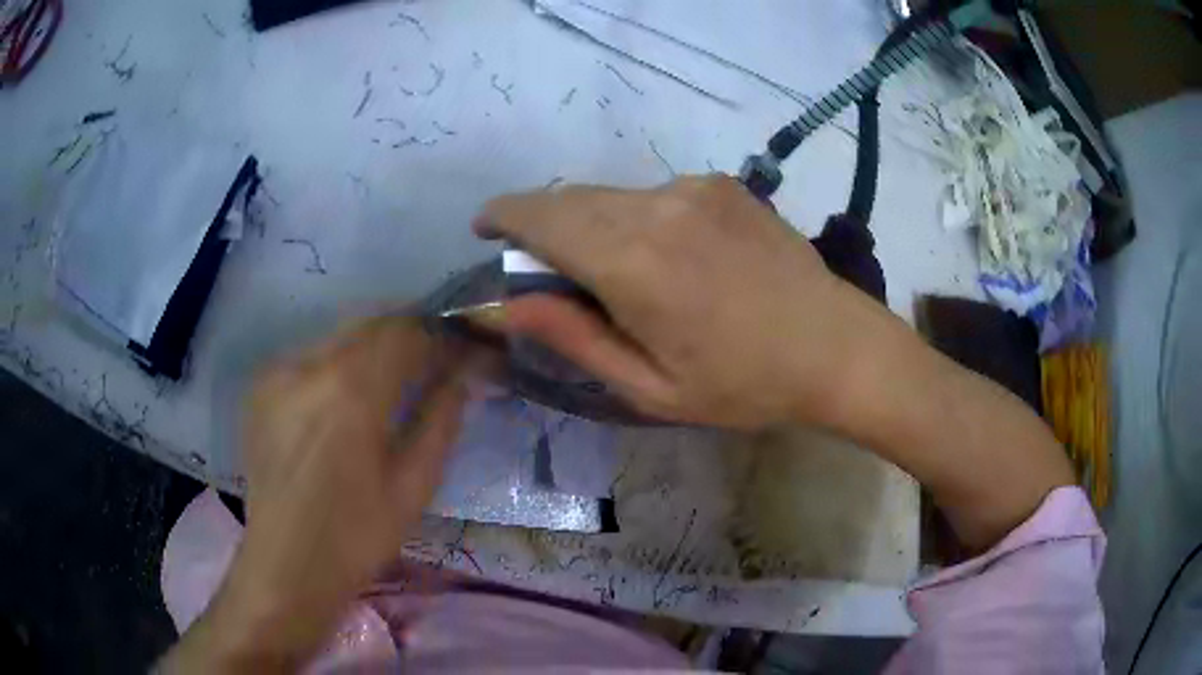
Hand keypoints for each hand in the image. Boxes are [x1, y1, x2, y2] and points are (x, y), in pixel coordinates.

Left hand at [164, 317, 472, 670]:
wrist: (286, 565)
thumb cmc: (356, 537)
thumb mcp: (413, 486)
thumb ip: (440, 420)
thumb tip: (462, 376)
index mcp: (351, 392)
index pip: (405, 332)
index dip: (438, 336)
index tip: (460, 353)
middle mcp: (308, 366)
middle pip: (369, 323)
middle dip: (407, 334)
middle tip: (431, 361)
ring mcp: (277, 372)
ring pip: (338, 337)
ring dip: (372, 348)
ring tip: (392, 379)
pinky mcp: (260, 387)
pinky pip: (309, 357)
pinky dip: (337, 365)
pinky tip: (345, 400)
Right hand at [477, 176, 1073, 549]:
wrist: (836, 347)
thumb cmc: (744, 384)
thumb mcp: (650, 387)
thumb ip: (573, 337)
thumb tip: (507, 303)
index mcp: (633, 263)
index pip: (541, 217)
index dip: (504, 217)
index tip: (486, 230)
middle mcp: (657, 207)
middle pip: (570, 198)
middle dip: (542, 224)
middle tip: (545, 268)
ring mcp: (694, 188)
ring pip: (611, 194)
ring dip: (591, 223)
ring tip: (615, 273)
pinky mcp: (721, 184)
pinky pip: (653, 195)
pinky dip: (635, 218)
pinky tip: (669, 258)